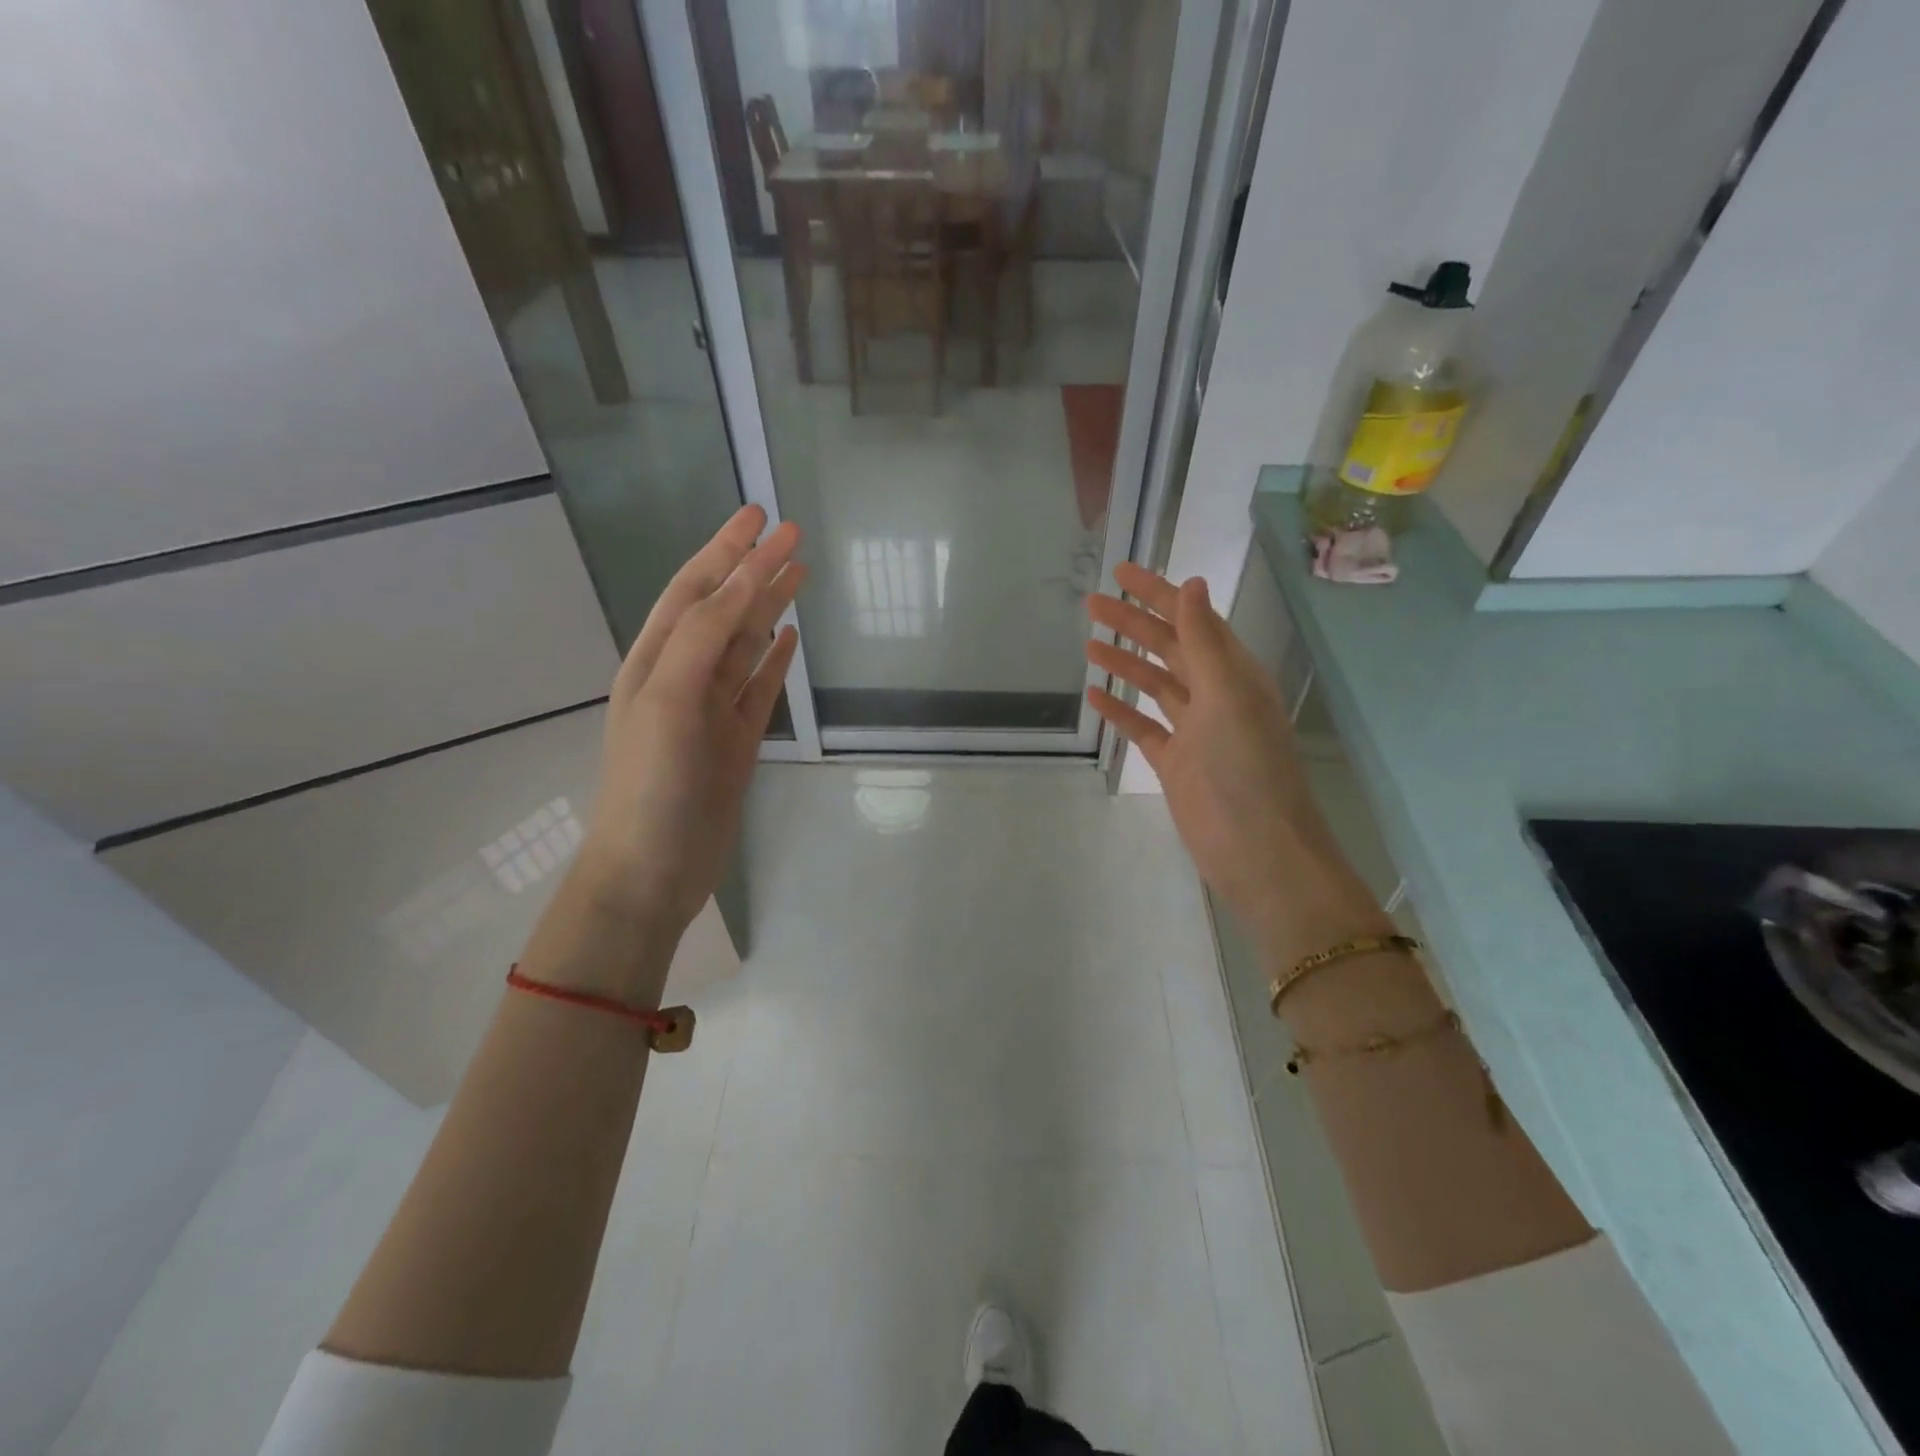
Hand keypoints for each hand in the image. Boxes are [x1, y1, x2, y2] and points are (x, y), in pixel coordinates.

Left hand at [572, 505, 802, 942]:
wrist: (652, 868)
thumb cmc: (652, 781)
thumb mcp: (669, 697)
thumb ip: (704, 636)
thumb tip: (743, 579)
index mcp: (656, 659)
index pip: (694, 588)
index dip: (725, 549)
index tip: (759, 513)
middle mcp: (683, 676)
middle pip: (725, 609)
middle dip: (754, 568)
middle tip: (792, 532)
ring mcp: (712, 710)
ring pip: (745, 645)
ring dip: (769, 607)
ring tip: (800, 573)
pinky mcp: (737, 741)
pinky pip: (759, 688)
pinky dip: (775, 661)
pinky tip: (790, 638)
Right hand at [1086, 563, 1326, 939]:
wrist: (1256, 848)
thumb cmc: (1245, 767)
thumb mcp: (1226, 695)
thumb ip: (1204, 641)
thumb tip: (1190, 584)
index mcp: (1234, 673)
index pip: (1192, 620)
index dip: (1158, 594)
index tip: (1121, 573)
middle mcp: (1215, 695)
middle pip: (1168, 648)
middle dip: (1133, 623)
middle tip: (1092, 604)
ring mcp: (1194, 730)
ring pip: (1154, 684)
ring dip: (1125, 662)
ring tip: (1089, 642)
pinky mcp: (1175, 762)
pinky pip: (1143, 726)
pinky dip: (1120, 709)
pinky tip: (1095, 695)